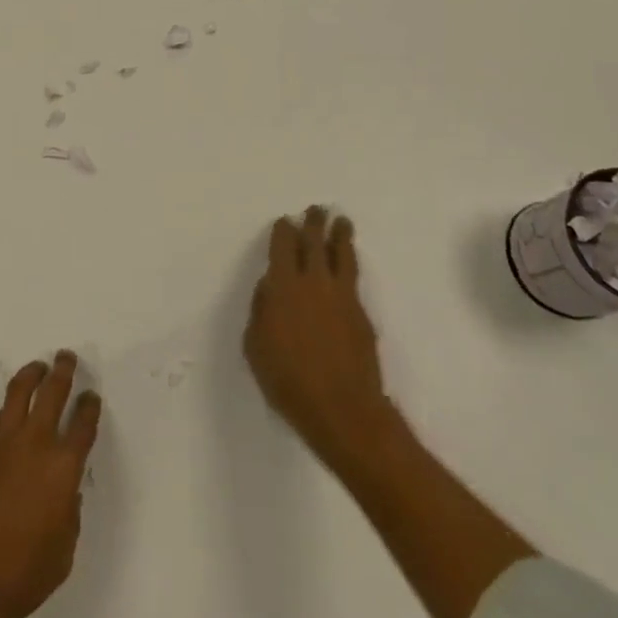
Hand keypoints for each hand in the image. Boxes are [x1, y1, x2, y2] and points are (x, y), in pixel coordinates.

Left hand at [0, 351, 101, 617]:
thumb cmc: (22, 574)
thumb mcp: (63, 551)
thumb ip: (69, 514)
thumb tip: (65, 493)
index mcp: (63, 467)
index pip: (83, 423)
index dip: (89, 406)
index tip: (91, 396)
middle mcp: (36, 443)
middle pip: (53, 392)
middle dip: (63, 370)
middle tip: (66, 358)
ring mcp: (3, 442)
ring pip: (20, 391)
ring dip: (32, 374)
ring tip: (38, 367)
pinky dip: (9, 408)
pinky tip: (11, 412)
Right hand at [244, 207, 396, 469]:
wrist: (342, 408)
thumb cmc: (287, 379)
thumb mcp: (255, 345)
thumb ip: (261, 309)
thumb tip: (270, 287)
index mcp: (283, 286)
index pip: (283, 246)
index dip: (284, 231)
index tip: (285, 222)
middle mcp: (314, 282)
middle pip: (315, 243)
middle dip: (314, 223)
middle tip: (317, 209)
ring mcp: (342, 296)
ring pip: (341, 255)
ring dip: (340, 235)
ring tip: (342, 221)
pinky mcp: (361, 314)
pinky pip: (353, 279)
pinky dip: (349, 264)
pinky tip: (348, 264)